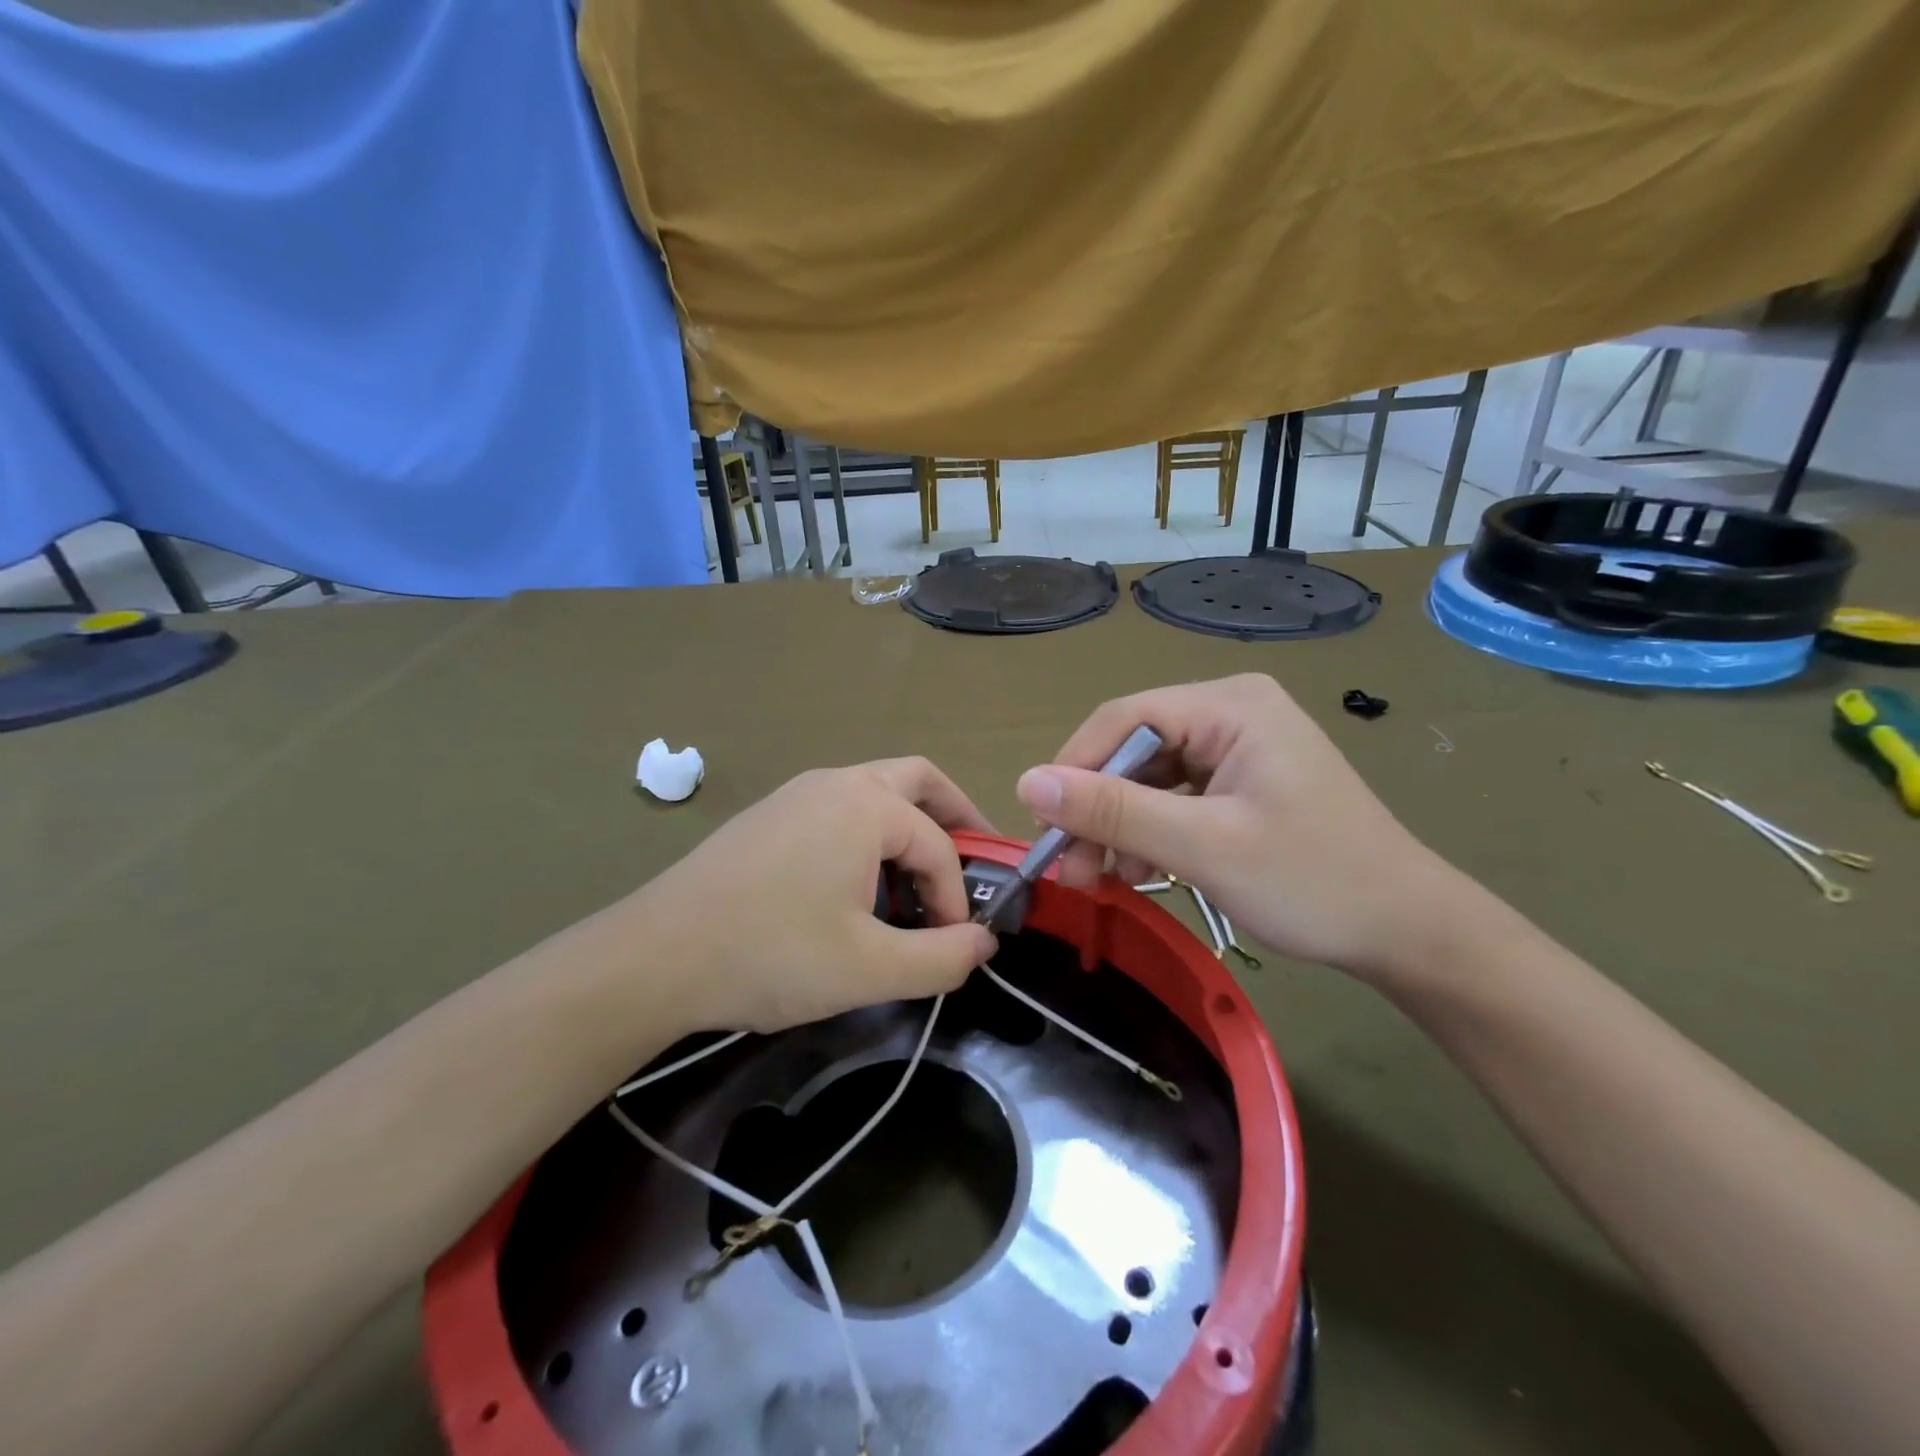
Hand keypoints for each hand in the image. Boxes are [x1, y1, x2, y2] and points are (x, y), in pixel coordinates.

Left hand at [639, 759, 999, 1032]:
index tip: (955, 943)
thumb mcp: (870, 969)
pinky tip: (857, 886)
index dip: (958, 896)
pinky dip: (869, 834)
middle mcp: (835, 782)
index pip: (939, 844)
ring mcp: (796, 793)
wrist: (655, 957)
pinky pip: (839, 809)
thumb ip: (943, 958)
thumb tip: (984, 941)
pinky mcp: (769, 815)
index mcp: (866, 805)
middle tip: (973, 858)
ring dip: (909, 826)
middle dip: (954, 816)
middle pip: (917, 781)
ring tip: (917, 882)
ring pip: (875, 792)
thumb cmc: (771, 955)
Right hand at [1016, 674, 1465, 980]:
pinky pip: (1174, 797)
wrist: (1407, 931)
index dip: (1073, 770)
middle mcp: (1230, 712)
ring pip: (1148, 777)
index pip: (1122, 719)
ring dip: (1118, 827)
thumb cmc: (1312, 881)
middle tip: (1070, 869)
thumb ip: (1114, 811)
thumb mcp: (1203, 847)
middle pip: (1133, 749)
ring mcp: (1237, 747)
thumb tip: (1026, 782)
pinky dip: (1149, 833)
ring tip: (1100, 879)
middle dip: (1097, 810)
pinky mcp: (1240, 781)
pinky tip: (1137, 870)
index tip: (1043, 829)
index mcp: (1229, 705)